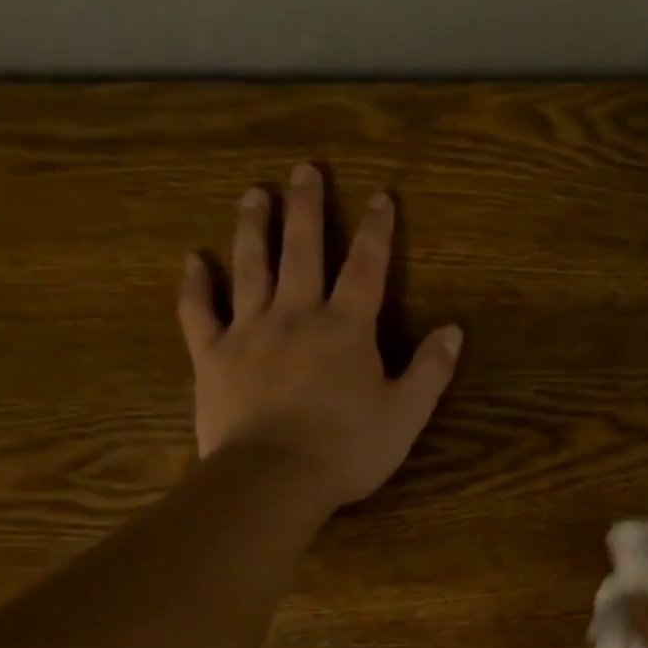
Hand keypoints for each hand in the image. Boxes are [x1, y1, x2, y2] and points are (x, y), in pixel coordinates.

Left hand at [178, 164, 461, 504]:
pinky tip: (194, 259)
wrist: (274, 477)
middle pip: (303, 252)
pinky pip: (201, 311)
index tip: (380, 197)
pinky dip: (196, 284)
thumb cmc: (348, 448)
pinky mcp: (213, 356)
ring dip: (255, 228)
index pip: (367, 270)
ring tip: (254, 193)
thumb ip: (430, 370)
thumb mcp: (406, 414)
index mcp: (347, 329)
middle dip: (307, 209)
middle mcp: (297, 316)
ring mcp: (249, 332)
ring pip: (251, 267)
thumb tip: (453, 330)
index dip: (377, 232)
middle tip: (304, 170)